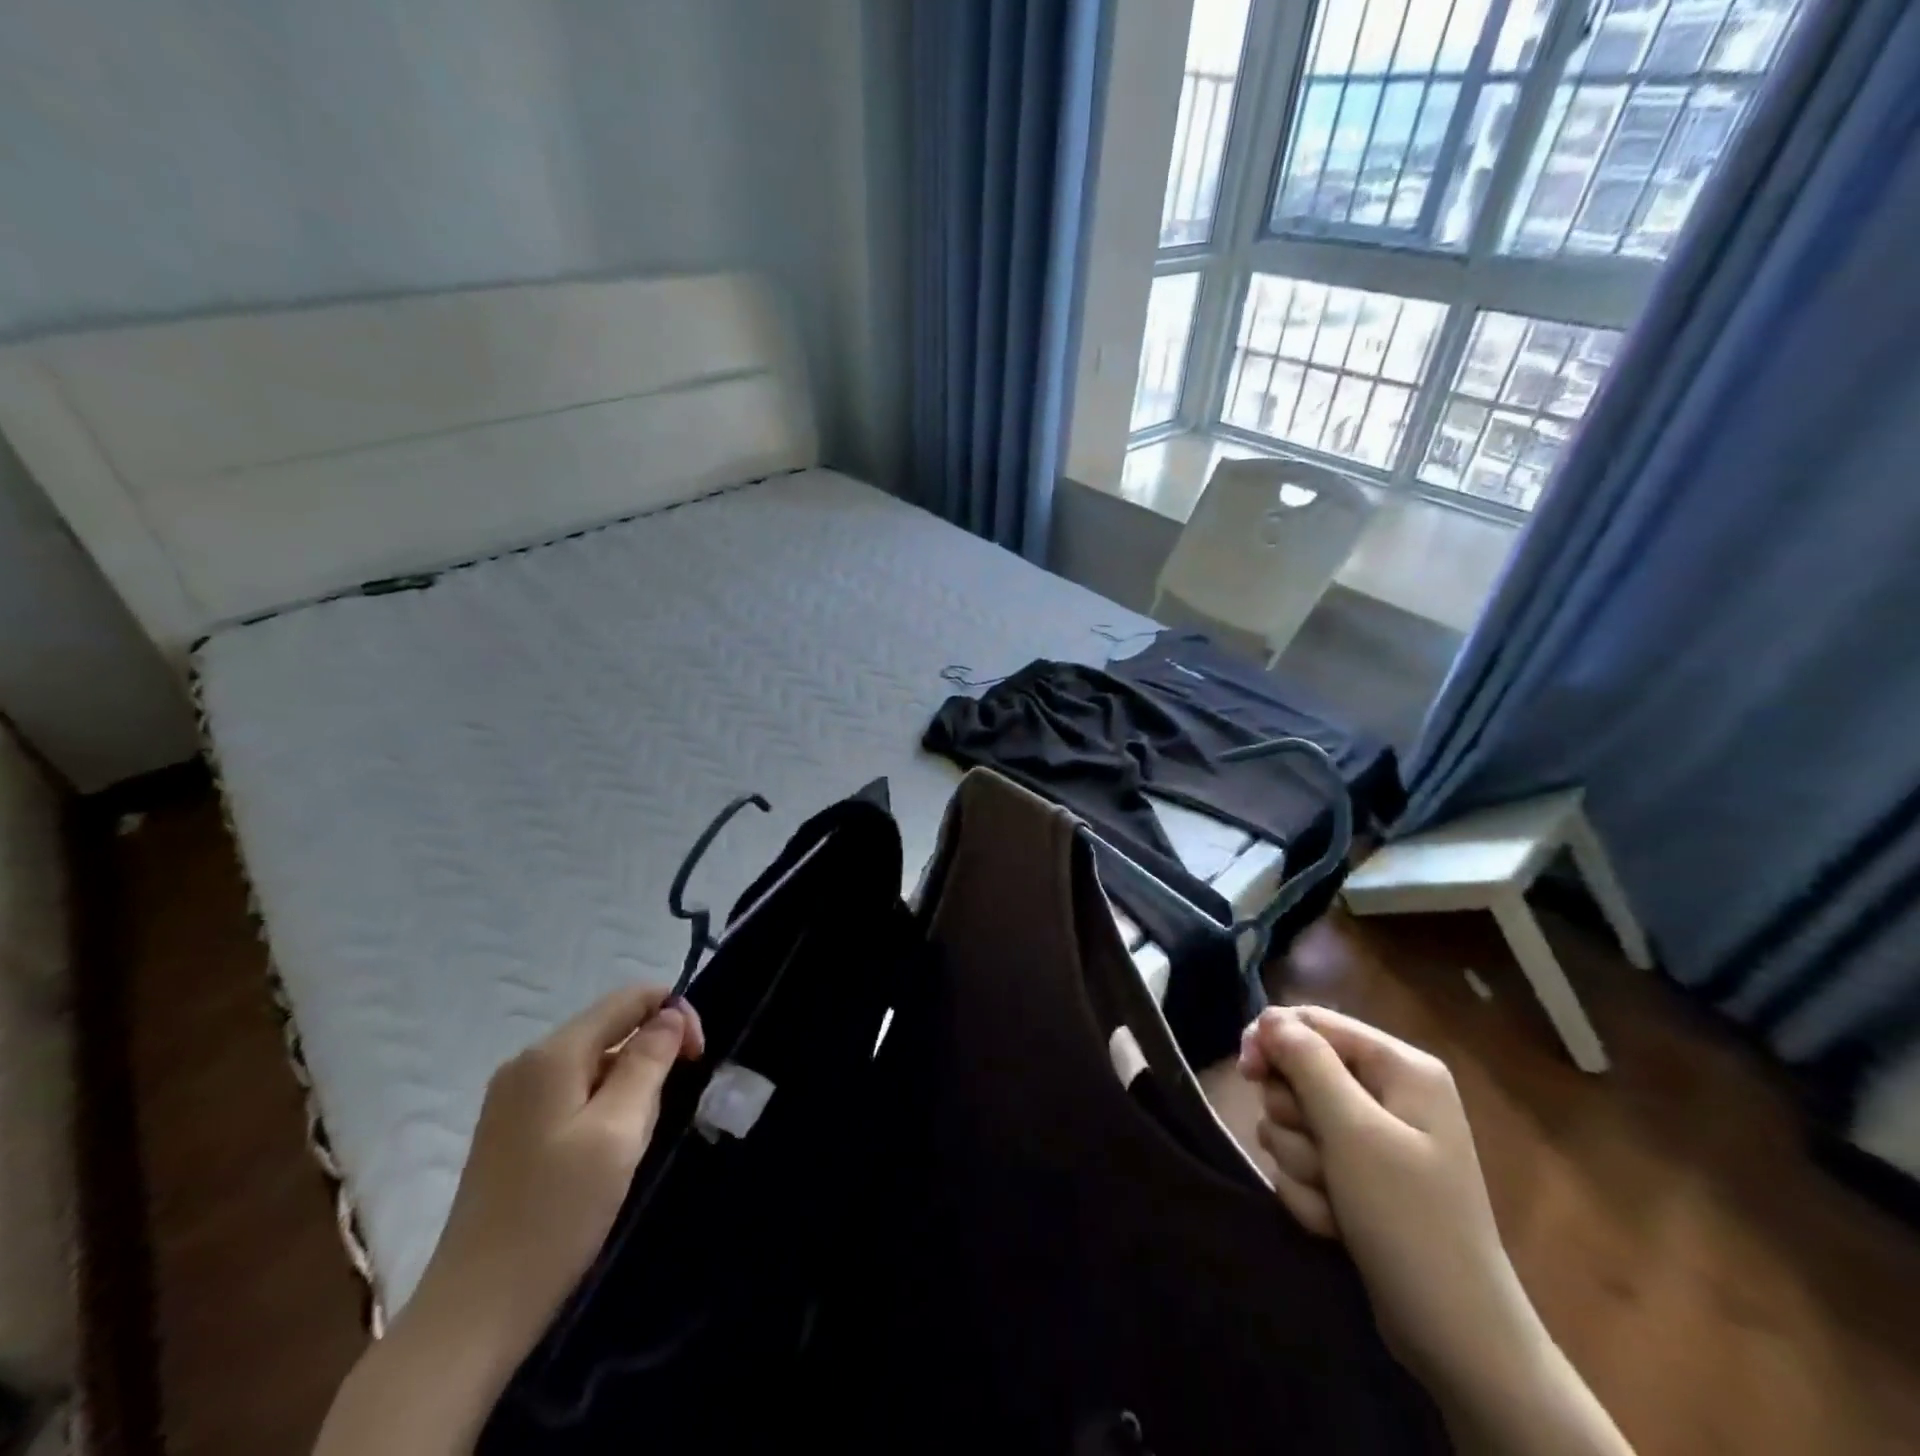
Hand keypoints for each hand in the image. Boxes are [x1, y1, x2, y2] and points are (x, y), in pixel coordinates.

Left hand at [409, 984, 705, 1355]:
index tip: (697, 1058)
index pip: (629, 999)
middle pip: (612, 1028)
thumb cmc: (556, 1215)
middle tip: (655, 1119)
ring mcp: (514, 1098)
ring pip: (597, 1063)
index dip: (674, 1014)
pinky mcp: (512, 1130)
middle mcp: (528, 1064)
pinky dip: (605, 1108)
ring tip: (628, 1147)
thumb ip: (648, 1062)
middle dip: (650, 1058)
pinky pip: (575, 1092)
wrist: (474, 1313)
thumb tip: (670, 1014)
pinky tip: (603, 1157)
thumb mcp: (619, 1131)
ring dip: (629, 1089)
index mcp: (552, 1055)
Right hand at [1238, 1007, 1632, 1454]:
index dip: (1272, 1040)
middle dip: (1294, 1118)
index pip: (1313, 1022)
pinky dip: (1309, 1191)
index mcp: (1399, 1067)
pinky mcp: (1357, 1176)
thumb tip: (1269, 1018)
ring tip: (1333, 1199)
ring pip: (1294, 1120)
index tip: (1246, 1072)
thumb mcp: (1352, 1132)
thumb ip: (1306, 1064)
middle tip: (1317, 1154)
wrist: (1455, 1338)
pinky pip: (1304, 1160)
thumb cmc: (1408, 1219)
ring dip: (1300, 1162)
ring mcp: (1372, 1137)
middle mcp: (1387, 1092)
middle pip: (1298, 1072)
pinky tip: (1335, 1223)